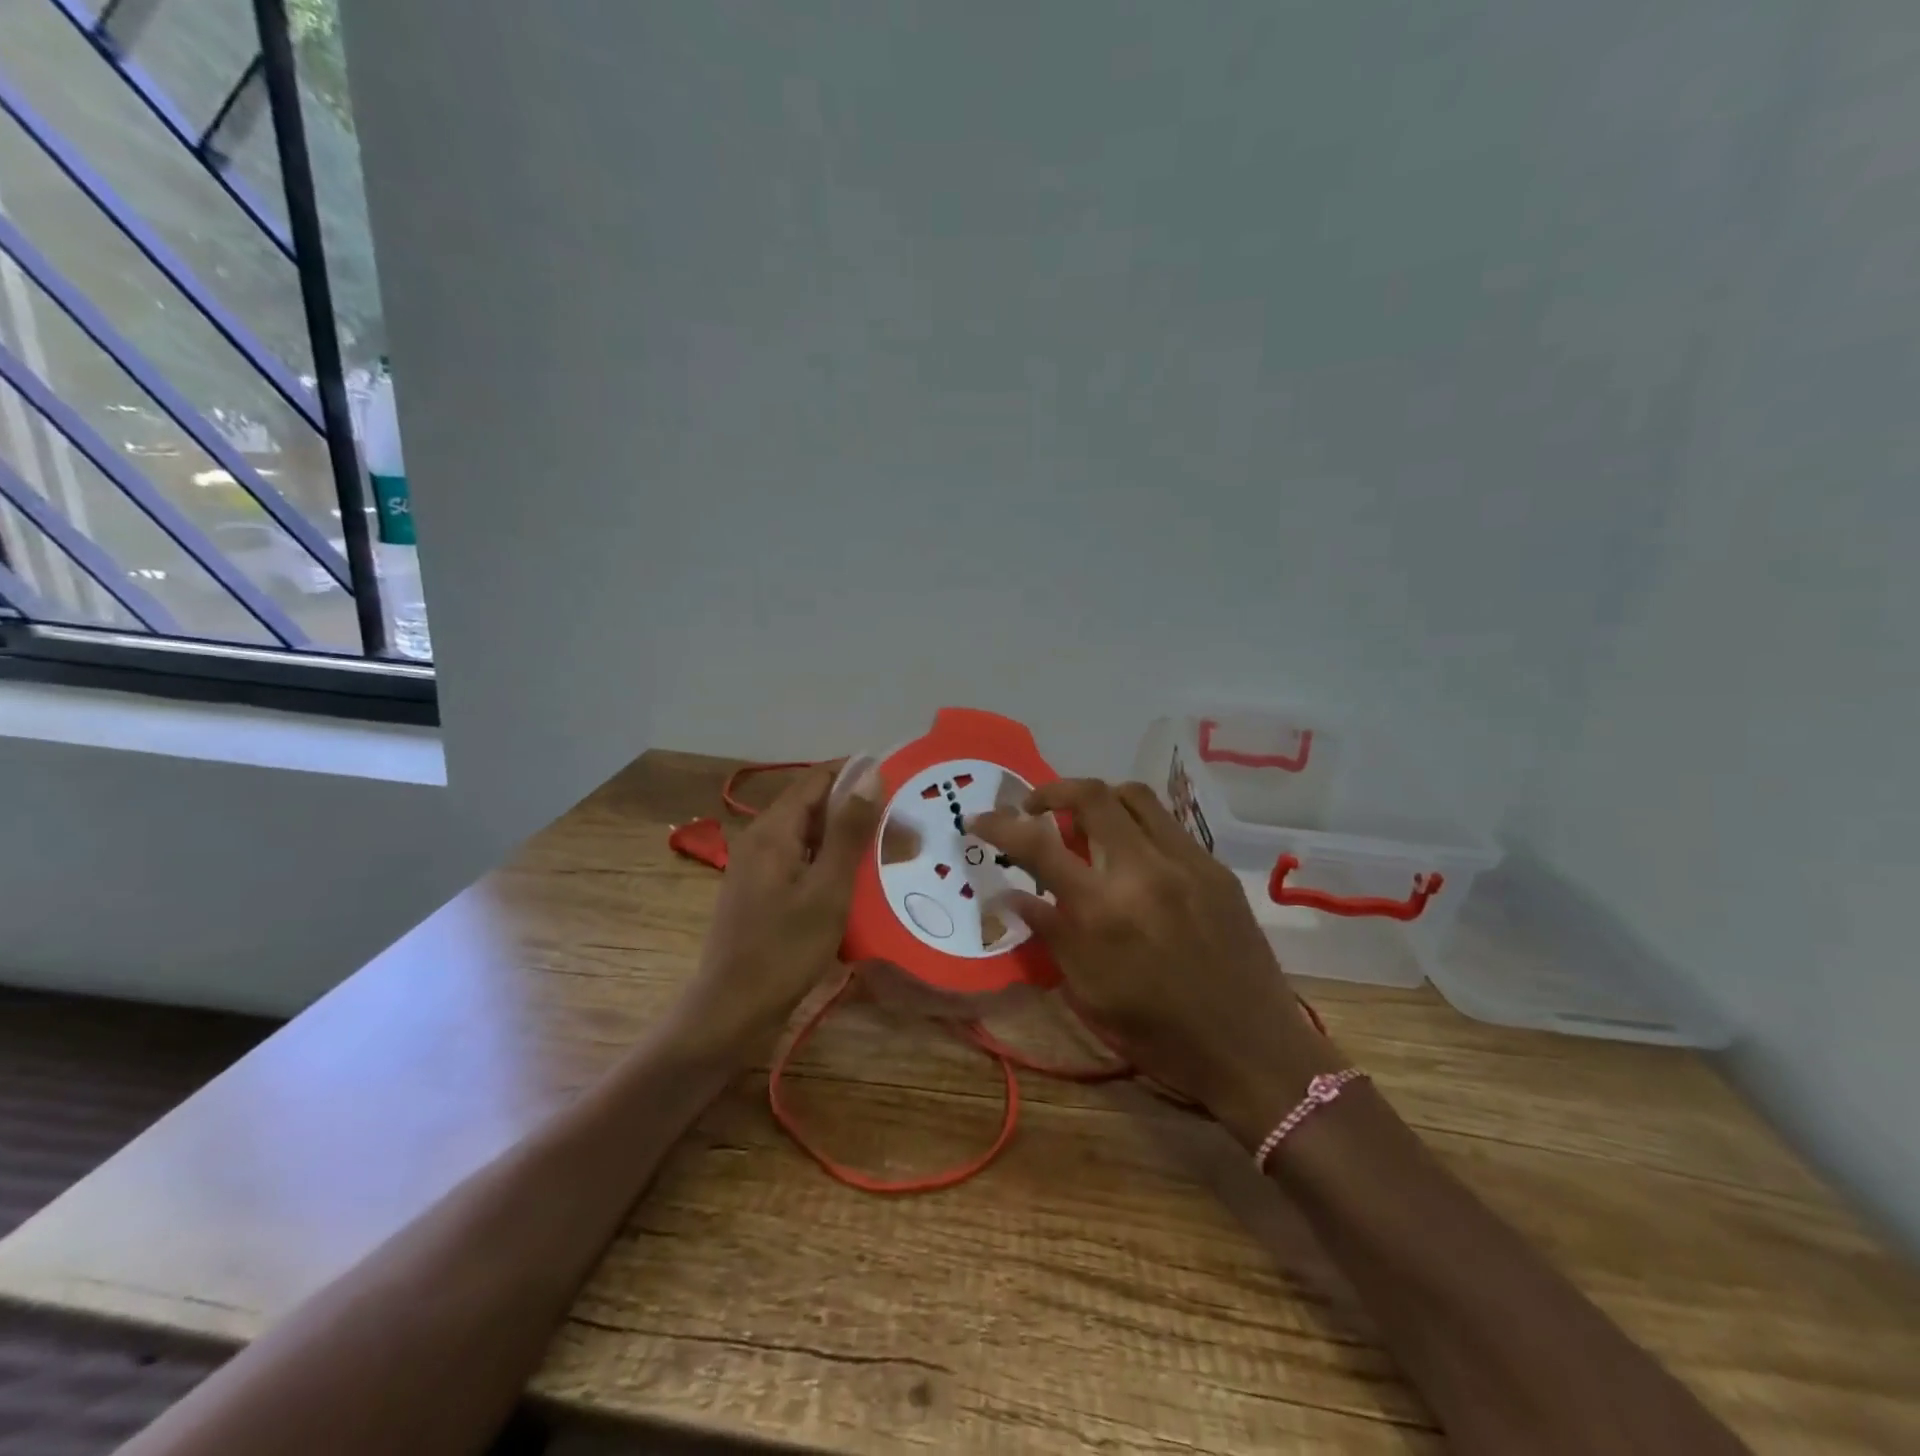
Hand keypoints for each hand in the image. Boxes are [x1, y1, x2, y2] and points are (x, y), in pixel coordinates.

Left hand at [677, 761, 881, 1059]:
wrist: (732, 1012)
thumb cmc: (784, 950)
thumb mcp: (828, 889)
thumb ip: (849, 830)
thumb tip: (870, 772)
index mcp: (772, 830)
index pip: (817, 779)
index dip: (856, 773)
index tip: (899, 779)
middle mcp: (760, 839)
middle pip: (812, 806)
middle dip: (856, 808)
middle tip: (903, 823)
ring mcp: (757, 867)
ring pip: (808, 835)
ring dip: (846, 837)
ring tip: (888, 849)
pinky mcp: (761, 891)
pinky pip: (801, 861)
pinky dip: (831, 861)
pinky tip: (857, 880)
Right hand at [969, 779, 1344, 1147]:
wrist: (1253, 1050)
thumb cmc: (1160, 1035)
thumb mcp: (1089, 993)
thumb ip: (1049, 932)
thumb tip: (1012, 893)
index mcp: (1104, 910)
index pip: (1039, 844)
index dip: (1001, 825)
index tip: (979, 820)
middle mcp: (1144, 870)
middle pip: (1092, 795)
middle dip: (1052, 792)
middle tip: (1036, 811)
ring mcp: (1187, 862)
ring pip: (1134, 796)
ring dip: (1099, 799)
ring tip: (1084, 826)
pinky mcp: (1216, 868)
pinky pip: (1167, 824)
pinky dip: (1136, 825)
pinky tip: (1132, 857)